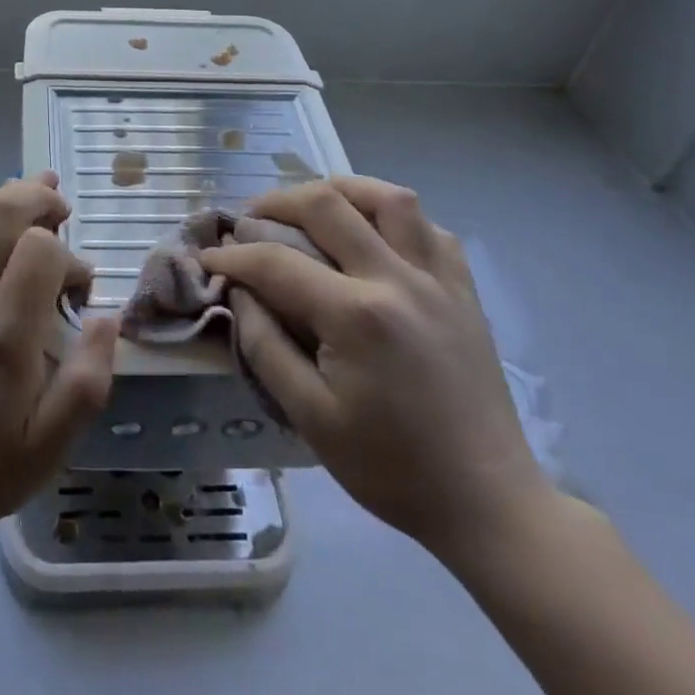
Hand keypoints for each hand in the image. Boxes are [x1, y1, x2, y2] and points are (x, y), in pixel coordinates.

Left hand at [0, 172, 119, 545]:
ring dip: (12, 202)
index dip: (68, 255)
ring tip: (43, 197)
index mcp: (2, 337)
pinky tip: (7, 242)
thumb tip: (108, 316)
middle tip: (62, 205)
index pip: (37, 249)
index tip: (79, 289)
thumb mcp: (53, 445)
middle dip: (36, 196)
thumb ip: (89, 377)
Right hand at [200, 177, 548, 557]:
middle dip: (275, 203)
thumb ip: (264, 345)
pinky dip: (391, 215)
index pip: (276, 261)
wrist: (487, 503)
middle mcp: (398, 279)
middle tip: (251, 221)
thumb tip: (239, 290)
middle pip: (326, 204)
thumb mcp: (309, 417)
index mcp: (357, 316)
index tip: (208, 258)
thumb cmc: (390, 467)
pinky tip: (371, 234)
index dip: (232, 256)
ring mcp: (438, 278)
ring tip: (312, 208)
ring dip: (340, 190)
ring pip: (387, 197)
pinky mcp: (463, 287)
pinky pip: (427, 226)